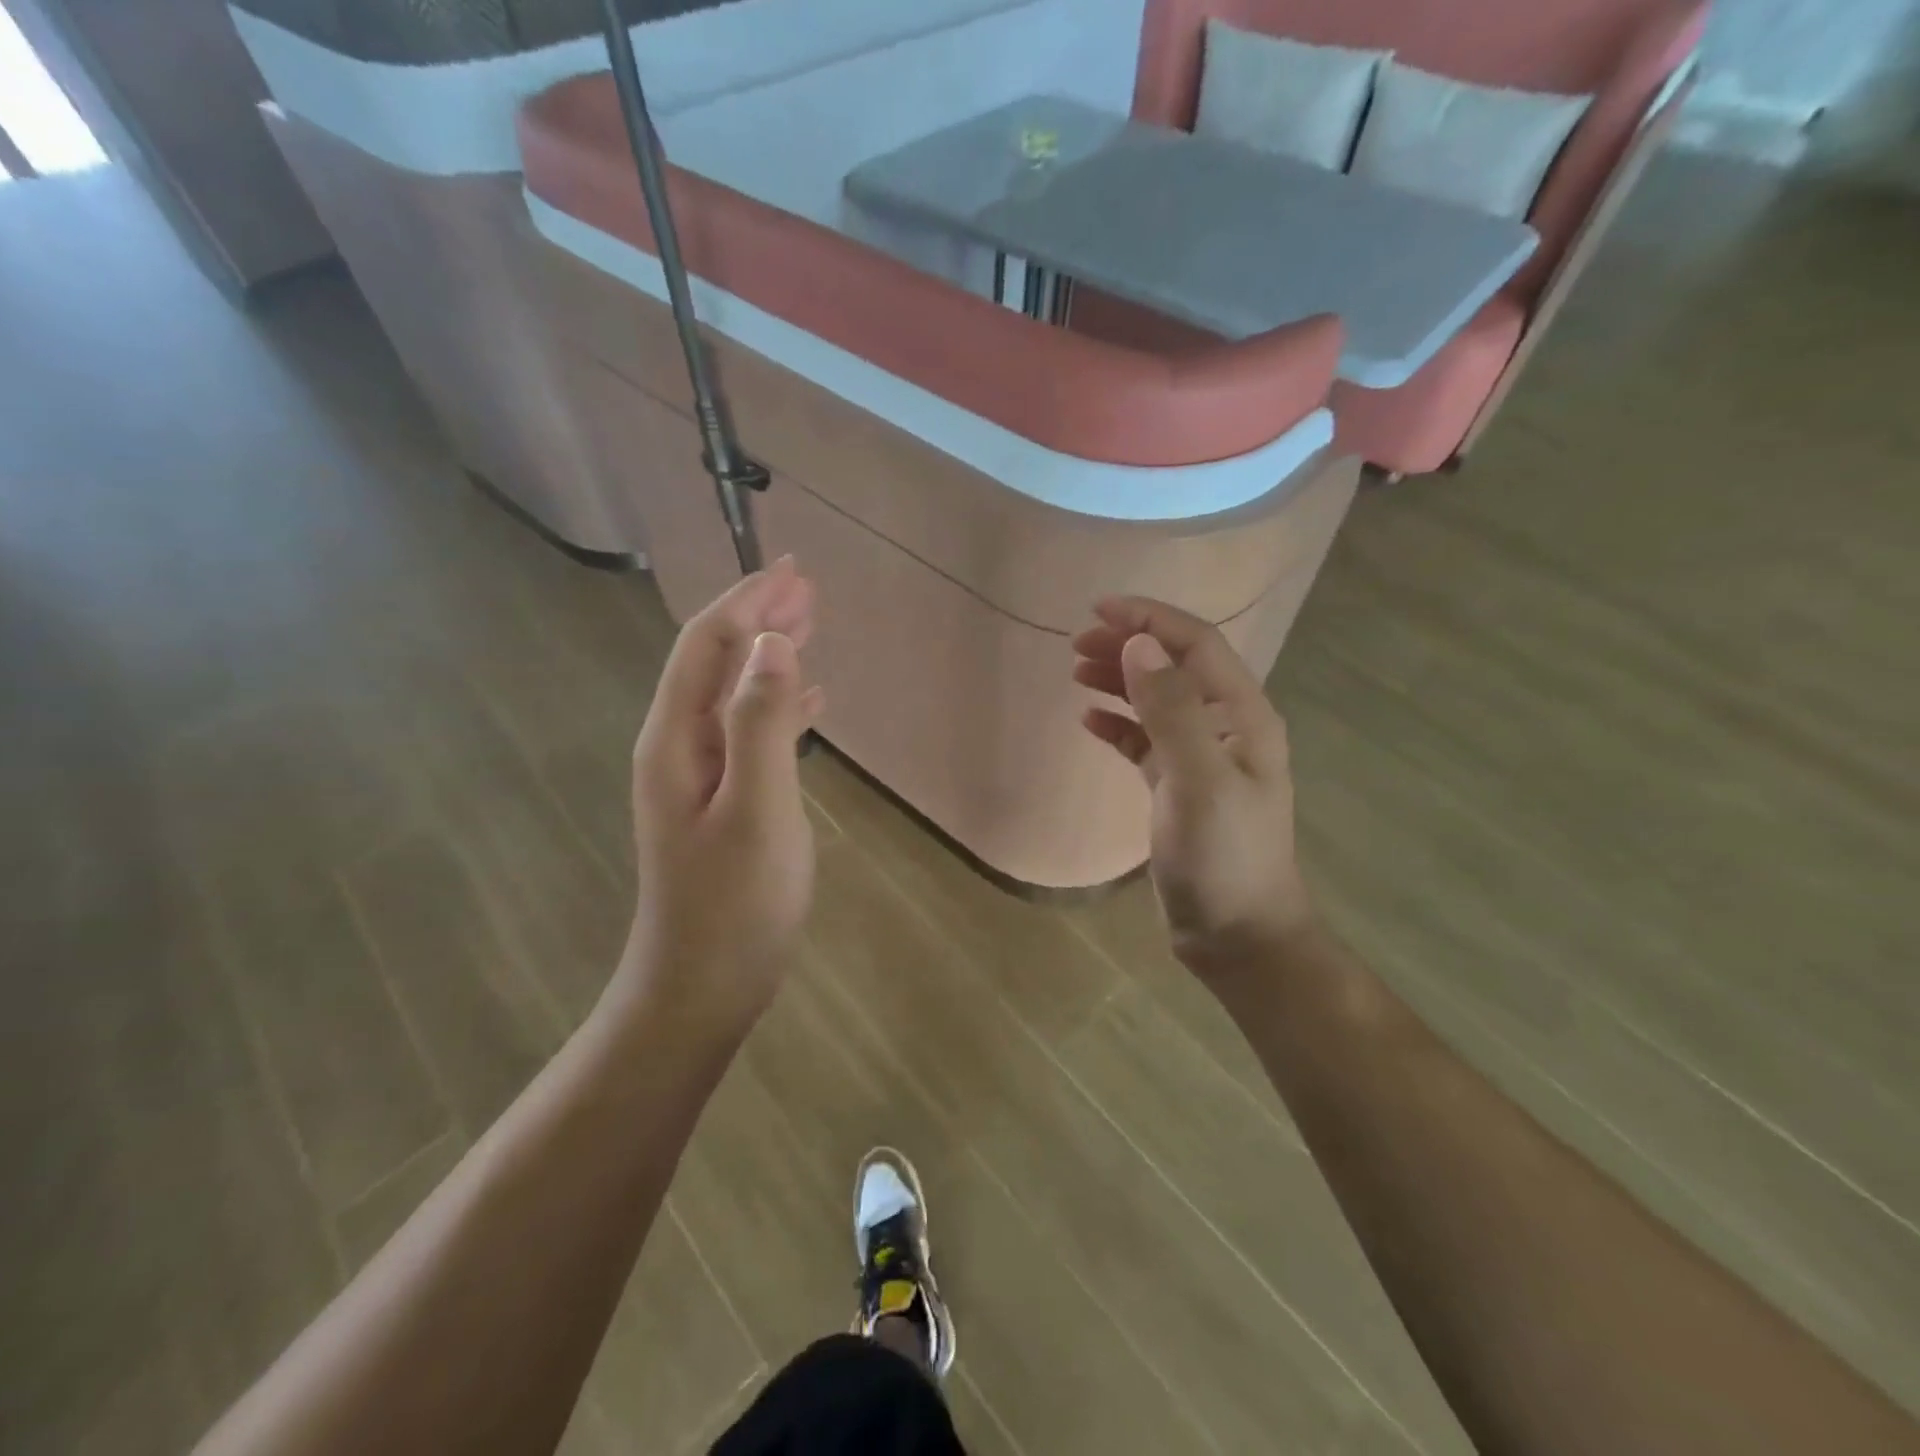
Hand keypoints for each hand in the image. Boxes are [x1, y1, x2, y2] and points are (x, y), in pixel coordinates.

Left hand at [618, 558, 824, 1035]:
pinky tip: (809, 702)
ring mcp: (699, 777)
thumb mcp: (757, 809)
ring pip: (734, 695)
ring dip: (769, 656)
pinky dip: (778, 706)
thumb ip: (761, 723)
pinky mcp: (723, 802)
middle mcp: (680, 747)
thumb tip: (771, 642)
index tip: (793, 570)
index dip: (748, 602)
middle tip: (808, 589)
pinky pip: (750, 733)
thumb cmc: (733, 903)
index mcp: (678, 740)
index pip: (708, 646)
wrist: (701, 986)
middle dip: (758, 619)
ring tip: (809, 627)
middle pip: (716, 662)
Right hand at [1073, 597, 1316, 979]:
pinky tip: (1088, 720)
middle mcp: (1225, 728)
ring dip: (1119, 681)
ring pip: (1156, 701)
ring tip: (1075, 671)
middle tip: (1076, 644)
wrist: (1237, 934)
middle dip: (1128, 646)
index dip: (1150, 619)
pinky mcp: (1178, 788)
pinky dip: (1118, 725)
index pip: (1196, 645)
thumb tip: (1137, 645)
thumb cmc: (1224, 857)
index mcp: (1242, 716)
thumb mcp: (1198, 781)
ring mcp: (1202, 759)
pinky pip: (1145, 741)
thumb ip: (1171, 710)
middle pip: (1174, 668)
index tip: (1098, 609)